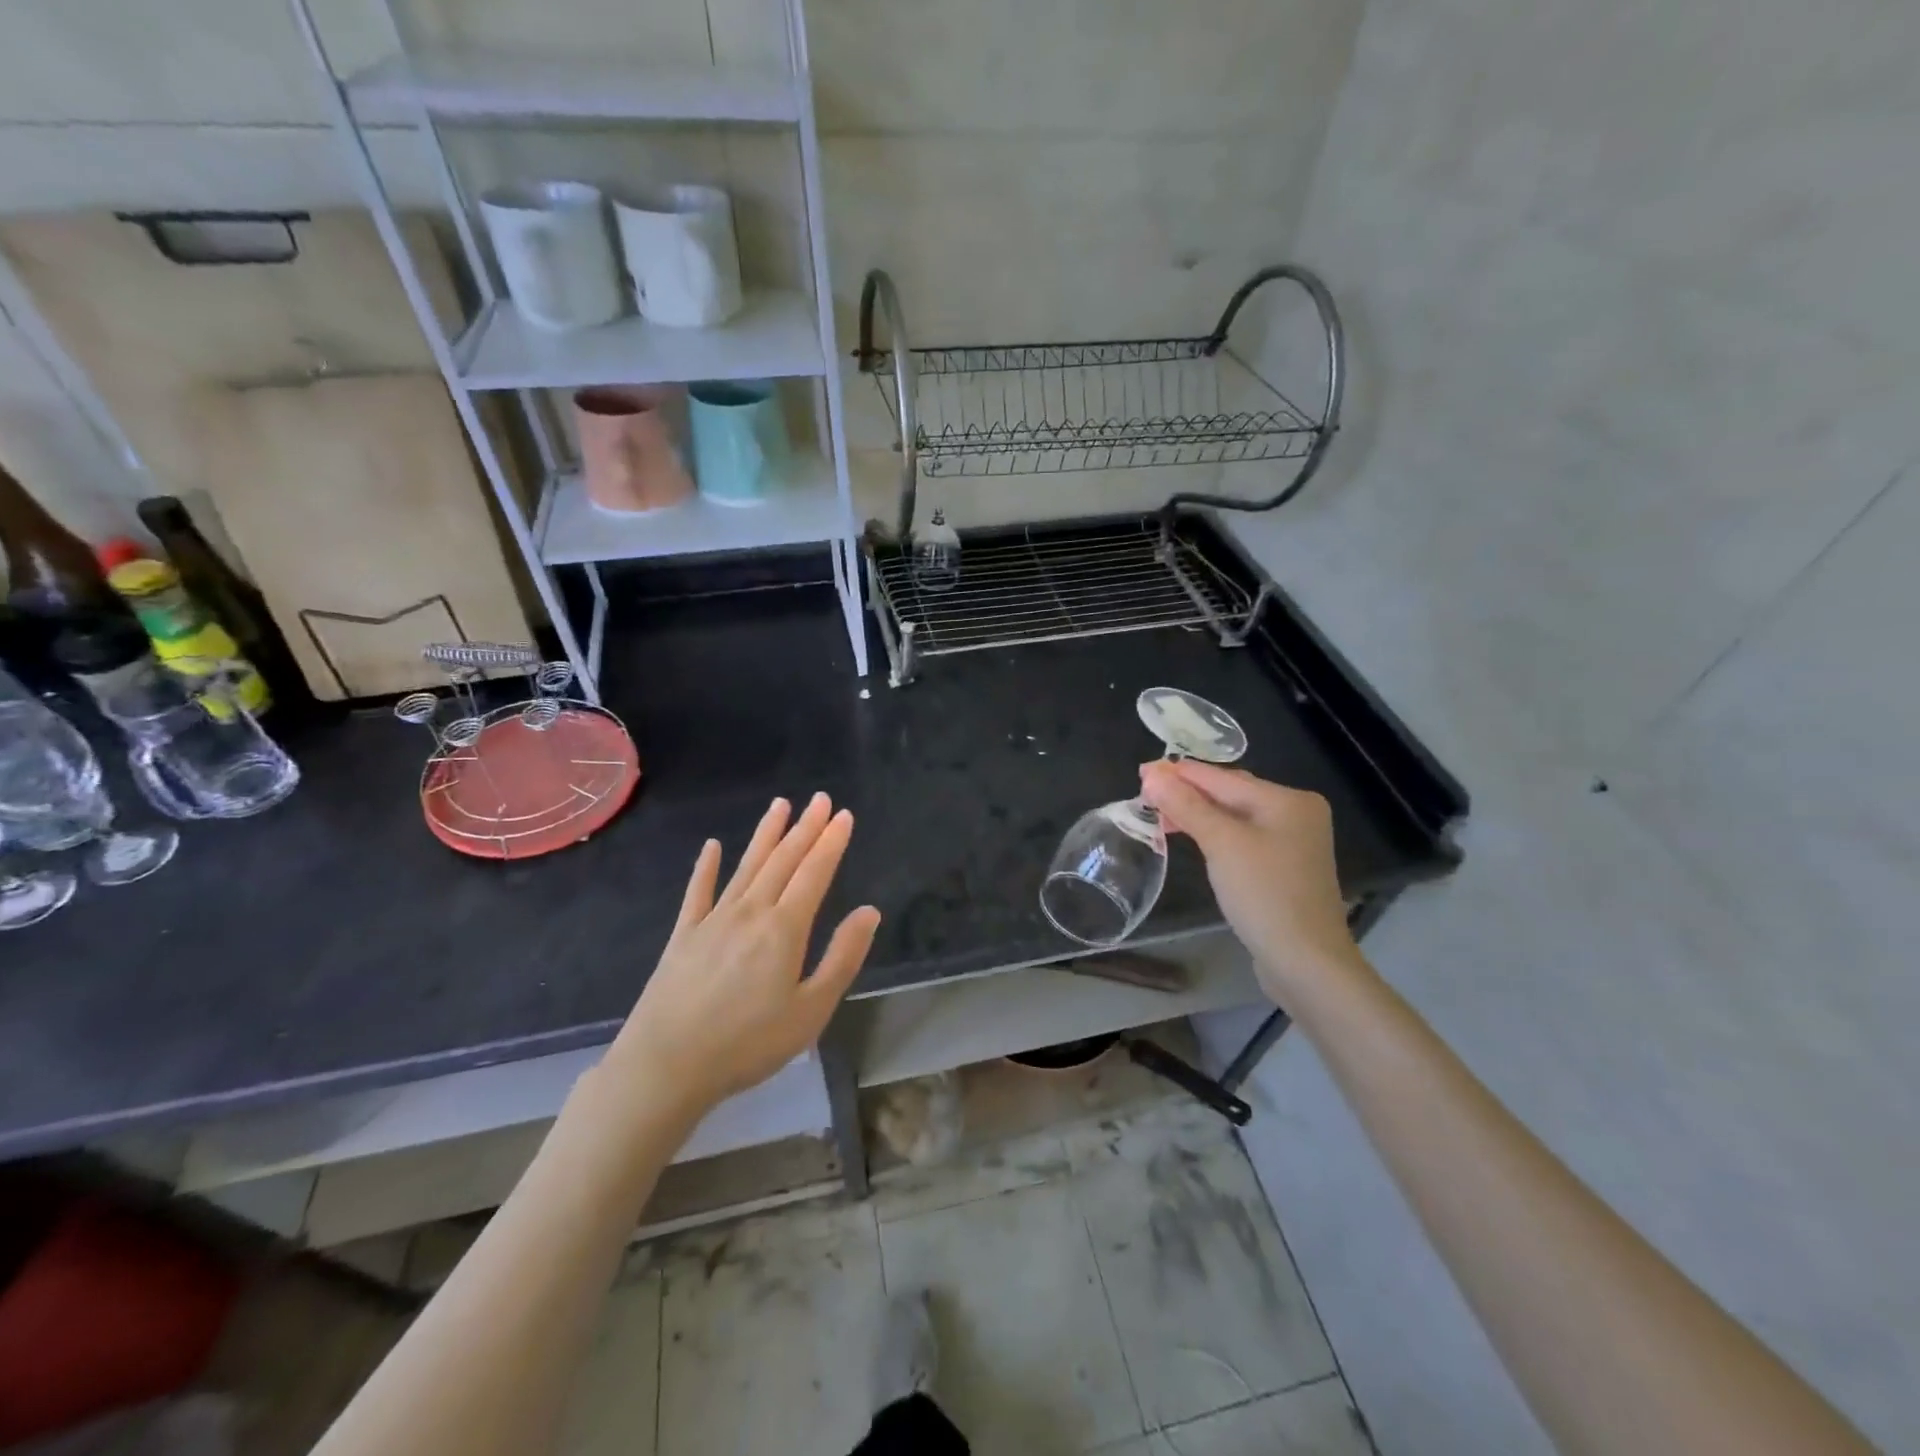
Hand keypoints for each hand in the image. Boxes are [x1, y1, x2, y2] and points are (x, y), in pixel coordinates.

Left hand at [601, 793, 880, 1118]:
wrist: (667, 1064)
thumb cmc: (748, 1043)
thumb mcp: (811, 1010)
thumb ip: (842, 957)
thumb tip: (869, 912)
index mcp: (785, 928)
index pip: (814, 873)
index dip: (831, 842)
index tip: (843, 815)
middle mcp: (751, 911)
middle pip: (783, 860)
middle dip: (805, 828)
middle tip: (820, 799)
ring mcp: (714, 919)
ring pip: (747, 866)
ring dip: (766, 834)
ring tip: (780, 805)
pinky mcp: (684, 935)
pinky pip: (698, 892)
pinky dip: (706, 867)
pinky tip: (711, 847)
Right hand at [1139, 760, 1365, 1002]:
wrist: (1306, 963)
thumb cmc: (1265, 895)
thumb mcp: (1222, 844)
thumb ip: (1186, 806)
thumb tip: (1152, 775)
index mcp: (1287, 800)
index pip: (1221, 777)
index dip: (1178, 774)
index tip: (1141, 771)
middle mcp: (1295, 813)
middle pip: (1229, 794)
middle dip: (1187, 793)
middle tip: (1145, 793)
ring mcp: (1292, 842)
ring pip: (1234, 817)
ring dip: (1197, 814)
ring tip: (1159, 815)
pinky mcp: (1283, 868)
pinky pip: (1241, 839)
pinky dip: (1214, 834)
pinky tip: (1191, 837)